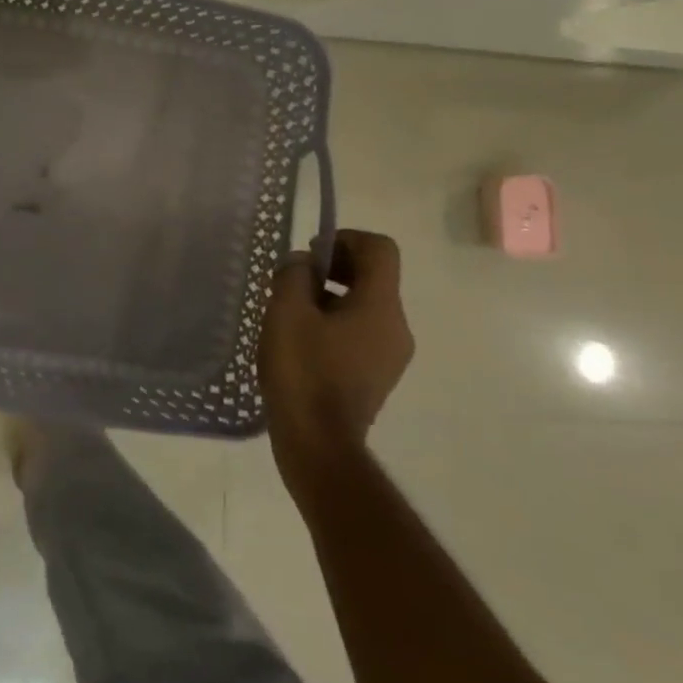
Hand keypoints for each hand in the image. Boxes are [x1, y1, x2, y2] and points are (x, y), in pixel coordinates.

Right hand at [258, 229, 414, 494]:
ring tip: (289, 313)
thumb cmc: (303, 371)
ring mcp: (390, 355)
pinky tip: (300, 341)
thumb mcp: (286, 312)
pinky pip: (360, 332)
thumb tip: (302, 263)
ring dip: (329, 297)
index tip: (311, 254)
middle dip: (333, 268)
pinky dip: (334, 323)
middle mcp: (396, 326)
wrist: (318, 443)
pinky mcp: (377, 376)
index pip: (380, 249)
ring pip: (364, 306)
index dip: (345, 238)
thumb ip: (294, 275)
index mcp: (381, 306)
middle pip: (373, 277)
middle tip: (292, 281)